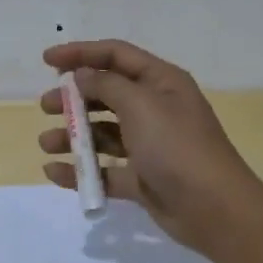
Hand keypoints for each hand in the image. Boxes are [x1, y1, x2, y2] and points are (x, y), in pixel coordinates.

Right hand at [38, 39, 262, 256]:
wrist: (216, 210)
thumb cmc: (177, 146)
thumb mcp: (141, 105)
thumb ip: (106, 85)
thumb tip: (83, 75)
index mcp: (160, 82)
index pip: (116, 55)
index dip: (81, 53)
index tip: (47, 59)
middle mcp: (155, 108)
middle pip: (106, 93)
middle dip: (74, 97)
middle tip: (46, 105)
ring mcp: (149, 145)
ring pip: (103, 132)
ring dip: (73, 135)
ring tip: (47, 143)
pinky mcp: (143, 178)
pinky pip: (105, 169)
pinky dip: (81, 170)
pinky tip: (55, 173)